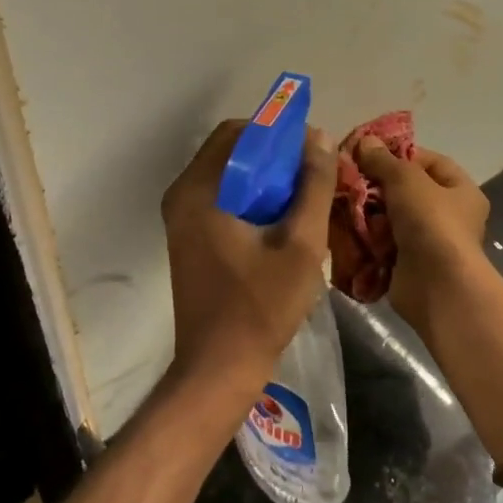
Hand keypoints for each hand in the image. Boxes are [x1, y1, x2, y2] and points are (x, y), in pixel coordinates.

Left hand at [160, 121, 336, 416]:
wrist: (218, 370)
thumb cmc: (260, 307)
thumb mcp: (301, 245)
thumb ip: (314, 186)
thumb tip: (320, 138)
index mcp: (199, 189)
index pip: (238, 132)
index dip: (277, 132)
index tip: (311, 150)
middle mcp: (182, 194)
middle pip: (232, 150)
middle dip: (273, 154)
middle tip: (311, 173)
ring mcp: (182, 216)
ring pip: (229, 174)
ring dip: (265, 175)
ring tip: (303, 194)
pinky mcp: (189, 235)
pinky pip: (223, 196)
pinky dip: (252, 195)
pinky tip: (282, 217)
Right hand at [350, 137, 491, 331]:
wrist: (436, 287)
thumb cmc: (431, 223)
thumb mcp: (406, 179)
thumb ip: (383, 160)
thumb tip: (366, 141)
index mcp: (460, 190)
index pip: (429, 161)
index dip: (399, 154)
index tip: (368, 153)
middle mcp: (449, 215)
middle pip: (406, 190)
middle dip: (377, 185)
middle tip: (349, 178)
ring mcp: (428, 242)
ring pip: (391, 217)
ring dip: (368, 211)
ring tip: (343, 202)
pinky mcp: (408, 264)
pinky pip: (382, 243)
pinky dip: (366, 237)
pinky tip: (345, 227)